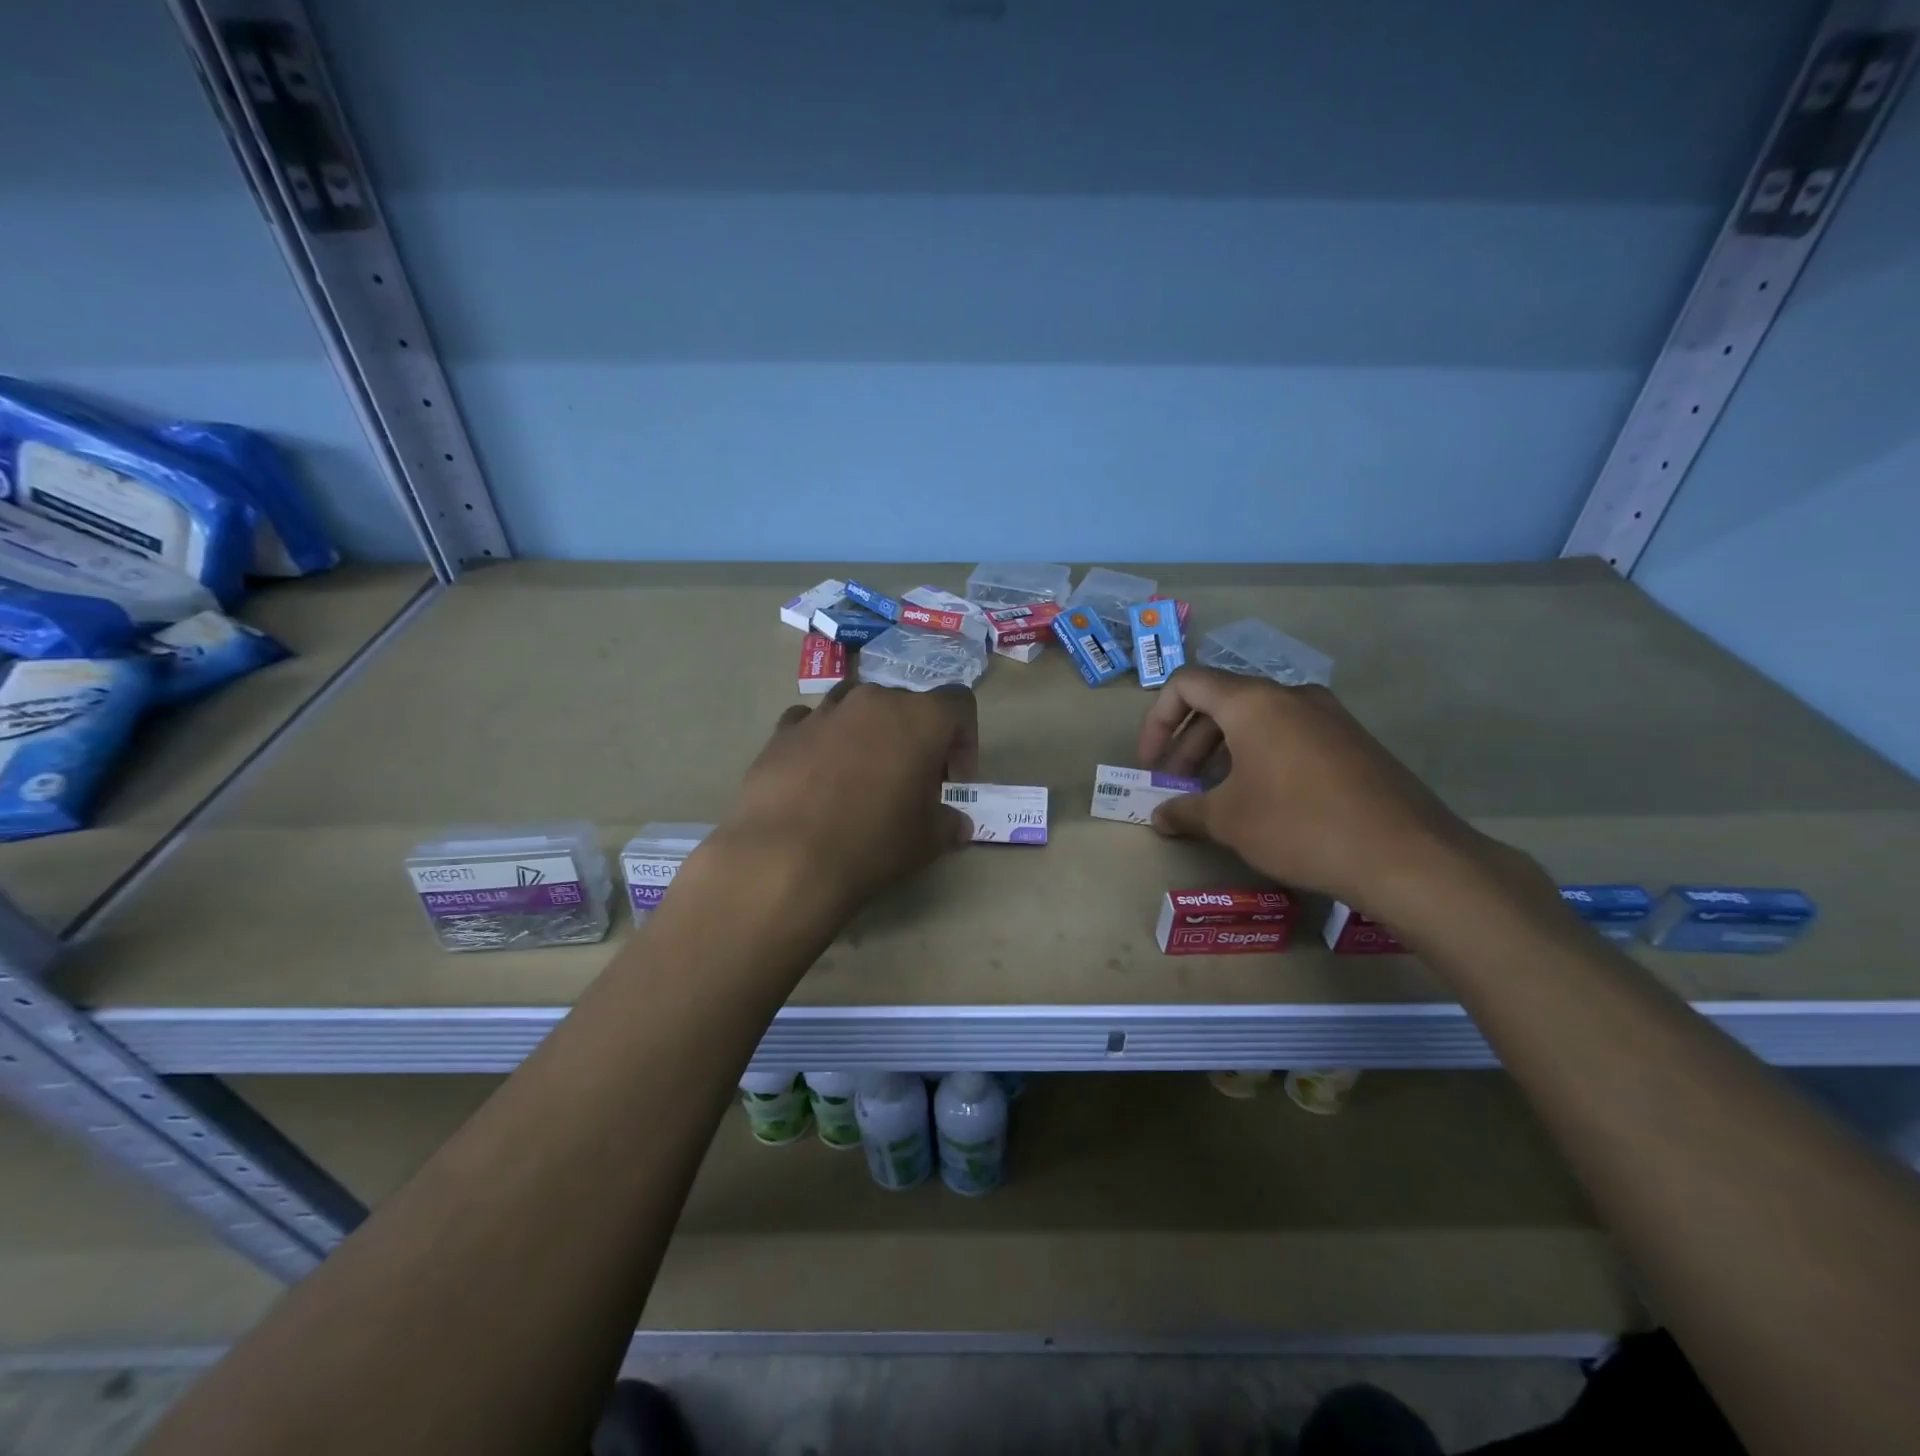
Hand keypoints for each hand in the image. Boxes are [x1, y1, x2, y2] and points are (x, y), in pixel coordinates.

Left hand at [714, 680, 977, 919]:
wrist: (785, 859)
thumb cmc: (872, 843)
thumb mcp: (927, 841)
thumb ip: (948, 823)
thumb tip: (956, 823)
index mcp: (919, 717)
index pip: (958, 704)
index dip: (964, 740)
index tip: (952, 781)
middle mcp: (873, 701)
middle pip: (906, 705)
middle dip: (914, 738)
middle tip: (910, 783)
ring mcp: (823, 711)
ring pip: (857, 706)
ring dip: (868, 733)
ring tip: (861, 777)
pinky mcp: (783, 731)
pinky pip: (813, 723)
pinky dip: (823, 741)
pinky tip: (817, 778)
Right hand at [1137, 666, 1502, 916]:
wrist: (1407, 855)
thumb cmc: (1299, 826)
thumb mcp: (1229, 821)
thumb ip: (1185, 811)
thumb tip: (1159, 816)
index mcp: (1253, 702)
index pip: (1187, 684)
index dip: (1157, 720)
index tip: (1152, 763)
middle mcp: (1291, 696)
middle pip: (1221, 702)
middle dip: (1188, 742)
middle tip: (1177, 784)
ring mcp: (1328, 716)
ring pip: (1257, 720)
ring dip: (1223, 751)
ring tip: (1214, 796)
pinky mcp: (1352, 741)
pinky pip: (1290, 735)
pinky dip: (1260, 756)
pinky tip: (1261, 800)